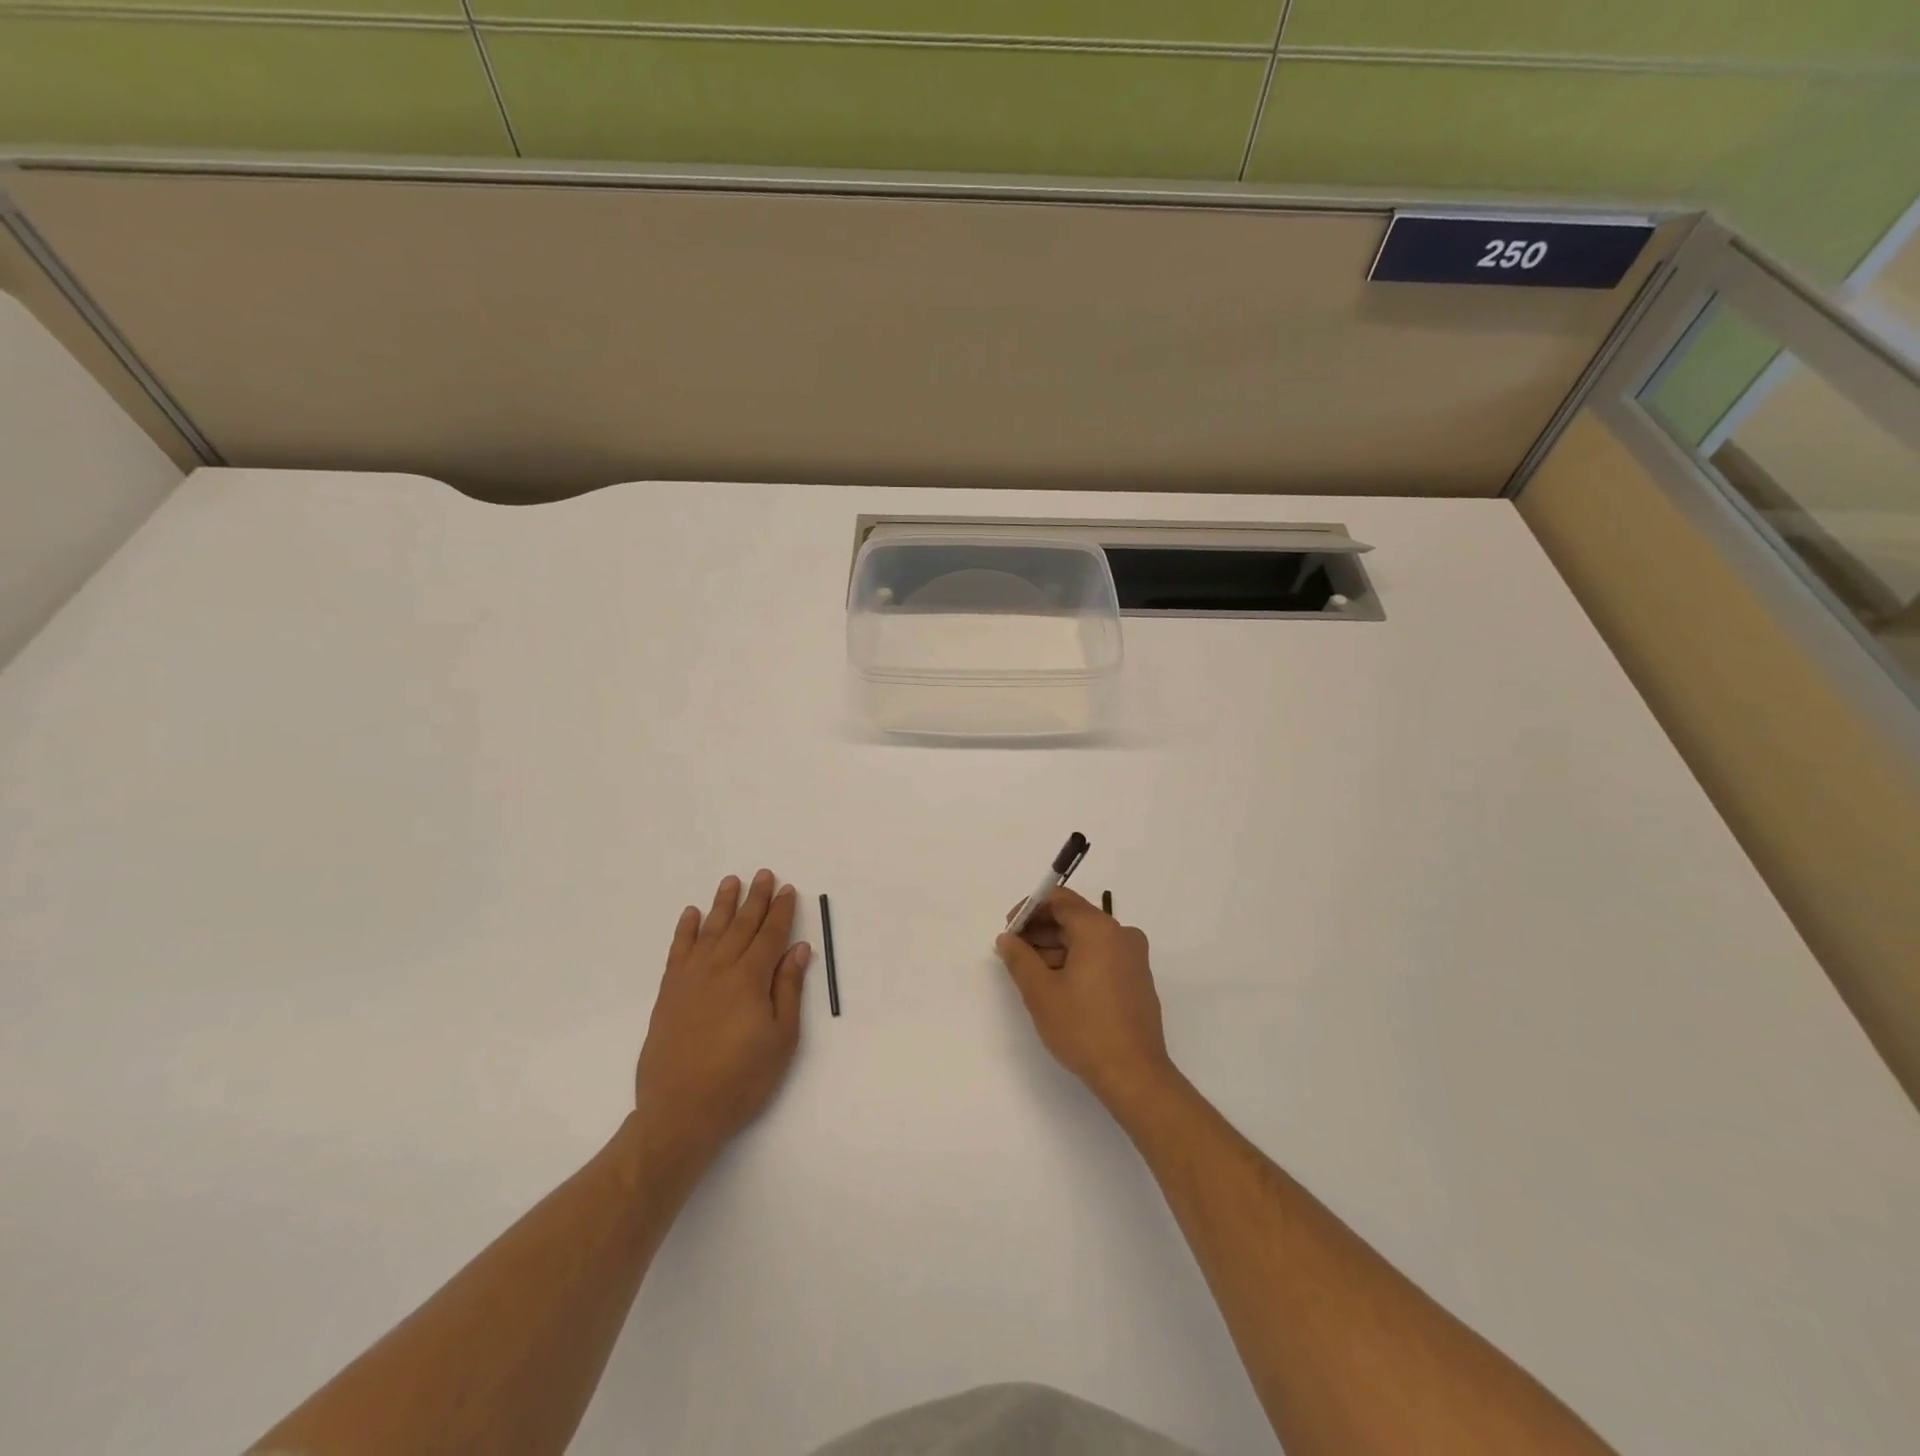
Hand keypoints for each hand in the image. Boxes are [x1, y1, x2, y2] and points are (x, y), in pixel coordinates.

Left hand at [633, 870, 811, 1164]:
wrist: (680, 1112)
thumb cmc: (742, 1080)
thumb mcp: (781, 1039)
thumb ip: (788, 990)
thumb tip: (798, 949)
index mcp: (750, 979)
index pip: (770, 935)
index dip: (781, 911)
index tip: (787, 890)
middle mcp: (719, 970)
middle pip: (741, 926)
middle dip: (756, 899)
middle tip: (764, 874)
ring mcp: (690, 980)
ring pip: (709, 931)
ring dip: (722, 904)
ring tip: (731, 881)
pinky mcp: (669, 993)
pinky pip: (678, 951)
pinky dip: (685, 930)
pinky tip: (691, 914)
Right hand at [996, 887, 1174, 1113]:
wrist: (1134, 1075)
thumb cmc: (1083, 1028)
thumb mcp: (1040, 992)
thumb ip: (1019, 958)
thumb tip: (1007, 939)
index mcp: (1100, 929)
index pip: (1060, 900)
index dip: (1030, 909)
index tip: (1009, 929)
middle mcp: (1121, 935)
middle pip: (1074, 918)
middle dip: (1041, 930)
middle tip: (1014, 953)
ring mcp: (1134, 957)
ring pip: (1087, 938)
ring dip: (1057, 948)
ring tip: (1032, 973)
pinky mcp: (1137, 979)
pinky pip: (1102, 956)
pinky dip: (1077, 961)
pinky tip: (1058, 986)